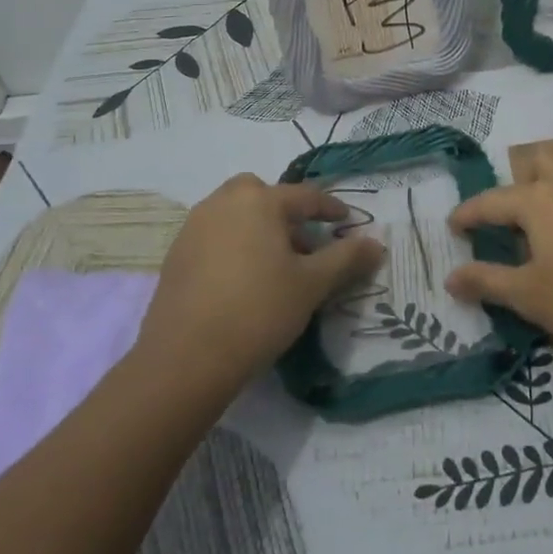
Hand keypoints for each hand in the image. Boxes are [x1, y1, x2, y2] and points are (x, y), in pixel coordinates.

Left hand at [136, 174, 384, 385]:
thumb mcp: (312, 285)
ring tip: (276, 265)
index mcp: (259, 201)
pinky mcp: (176, 255)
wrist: (186, 359)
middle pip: (261, 194)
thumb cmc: (259, 311)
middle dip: (286, 211)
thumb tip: (376, 243)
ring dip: (258, 227)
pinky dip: (234, 244)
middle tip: (304, 243)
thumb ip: (346, 259)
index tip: (347, 223)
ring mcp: (194, 227)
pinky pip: (214, 235)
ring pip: (235, 213)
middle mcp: (223, 203)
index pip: (305, 196)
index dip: (331, 209)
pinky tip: (243, 280)